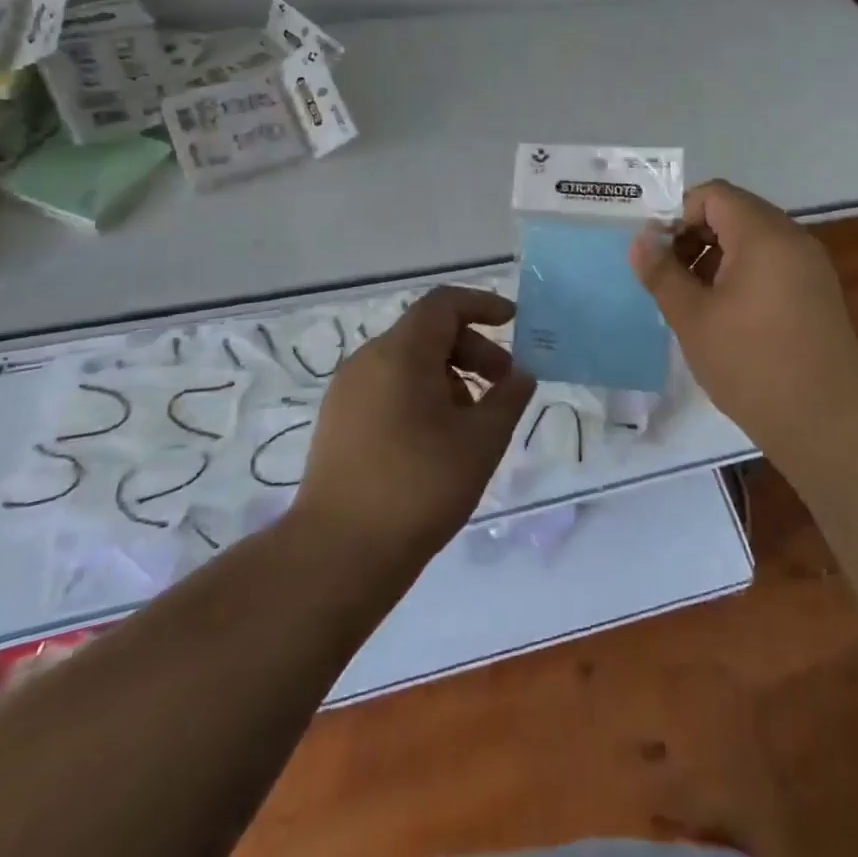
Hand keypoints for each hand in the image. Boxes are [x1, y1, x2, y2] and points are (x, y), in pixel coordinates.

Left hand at [293, 286, 534, 571]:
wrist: (337, 554)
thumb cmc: (419, 487)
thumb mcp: (480, 442)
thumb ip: (508, 399)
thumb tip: (521, 375)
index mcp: (401, 352)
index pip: (443, 303)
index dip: (482, 304)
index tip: (513, 322)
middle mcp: (368, 359)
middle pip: (428, 332)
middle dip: (472, 349)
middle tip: (503, 384)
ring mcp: (347, 391)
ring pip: (408, 362)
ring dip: (449, 375)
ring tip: (473, 421)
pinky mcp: (337, 421)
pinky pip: (388, 387)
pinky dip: (421, 394)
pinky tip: (437, 439)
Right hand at [631, 178, 857, 453]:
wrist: (829, 422)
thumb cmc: (752, 362)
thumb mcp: (692, 317)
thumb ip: (661, 272)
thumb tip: (641, 240)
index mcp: (763, 234)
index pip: (713, 195)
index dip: (678, 214)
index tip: (658, 253)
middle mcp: (792, 238)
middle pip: (734, 213)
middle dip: (694, 236)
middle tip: (669, 277)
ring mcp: (809, 266)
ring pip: (752, 240)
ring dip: (716, 257)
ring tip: (693, 300)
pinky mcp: (816, 293)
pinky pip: (771, 263)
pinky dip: (742, 274)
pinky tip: (724, 315)